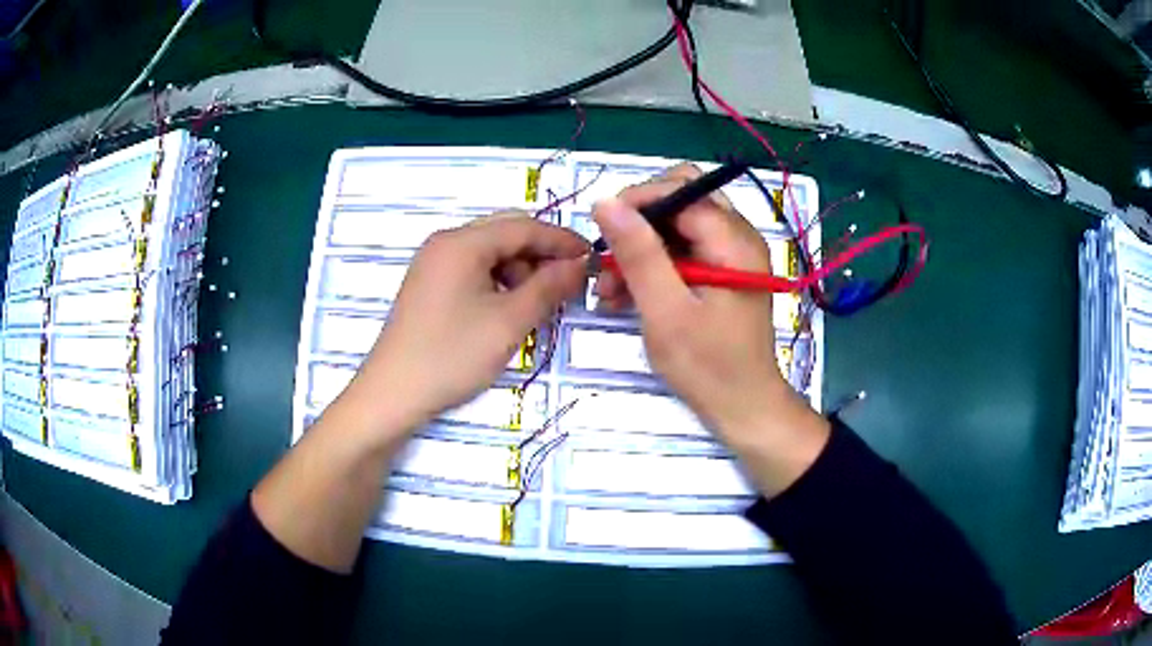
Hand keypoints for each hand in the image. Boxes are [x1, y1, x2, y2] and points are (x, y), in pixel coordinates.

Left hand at [349, 214, 588, 433]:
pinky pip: (473, 271)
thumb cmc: (452, 355)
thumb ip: (548, 287)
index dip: (562, 241)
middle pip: (506, 234)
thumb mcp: (509, 322)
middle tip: (568, 285)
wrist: (393, 393)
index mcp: (462, 242)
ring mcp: (433, 264)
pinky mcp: (429, 285)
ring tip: (538, 305)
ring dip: (520, 271)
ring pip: (490, 253)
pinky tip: (508, 310)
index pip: (524, 226)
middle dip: (541, 255)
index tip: (593, 260)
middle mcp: (445, 243)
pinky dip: (498, 283)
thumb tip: (579, 264)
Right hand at [593, 164, 806, 450]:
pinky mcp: (721, 274)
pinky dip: (653, 267)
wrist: (744, 408)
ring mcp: (731, 255)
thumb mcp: (666, 311)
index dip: (637, 201)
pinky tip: (625, 296)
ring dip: (640, 249)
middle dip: (639, 224)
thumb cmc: (708, 366)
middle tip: (608, 257)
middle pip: (681, 200)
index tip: (601, 231)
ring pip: (677, 227)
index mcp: (733, 240)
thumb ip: (638, 254)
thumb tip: (605, 202)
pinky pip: (682, 252)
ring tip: (608, 289)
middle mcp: (738, 237)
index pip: (681, 190)